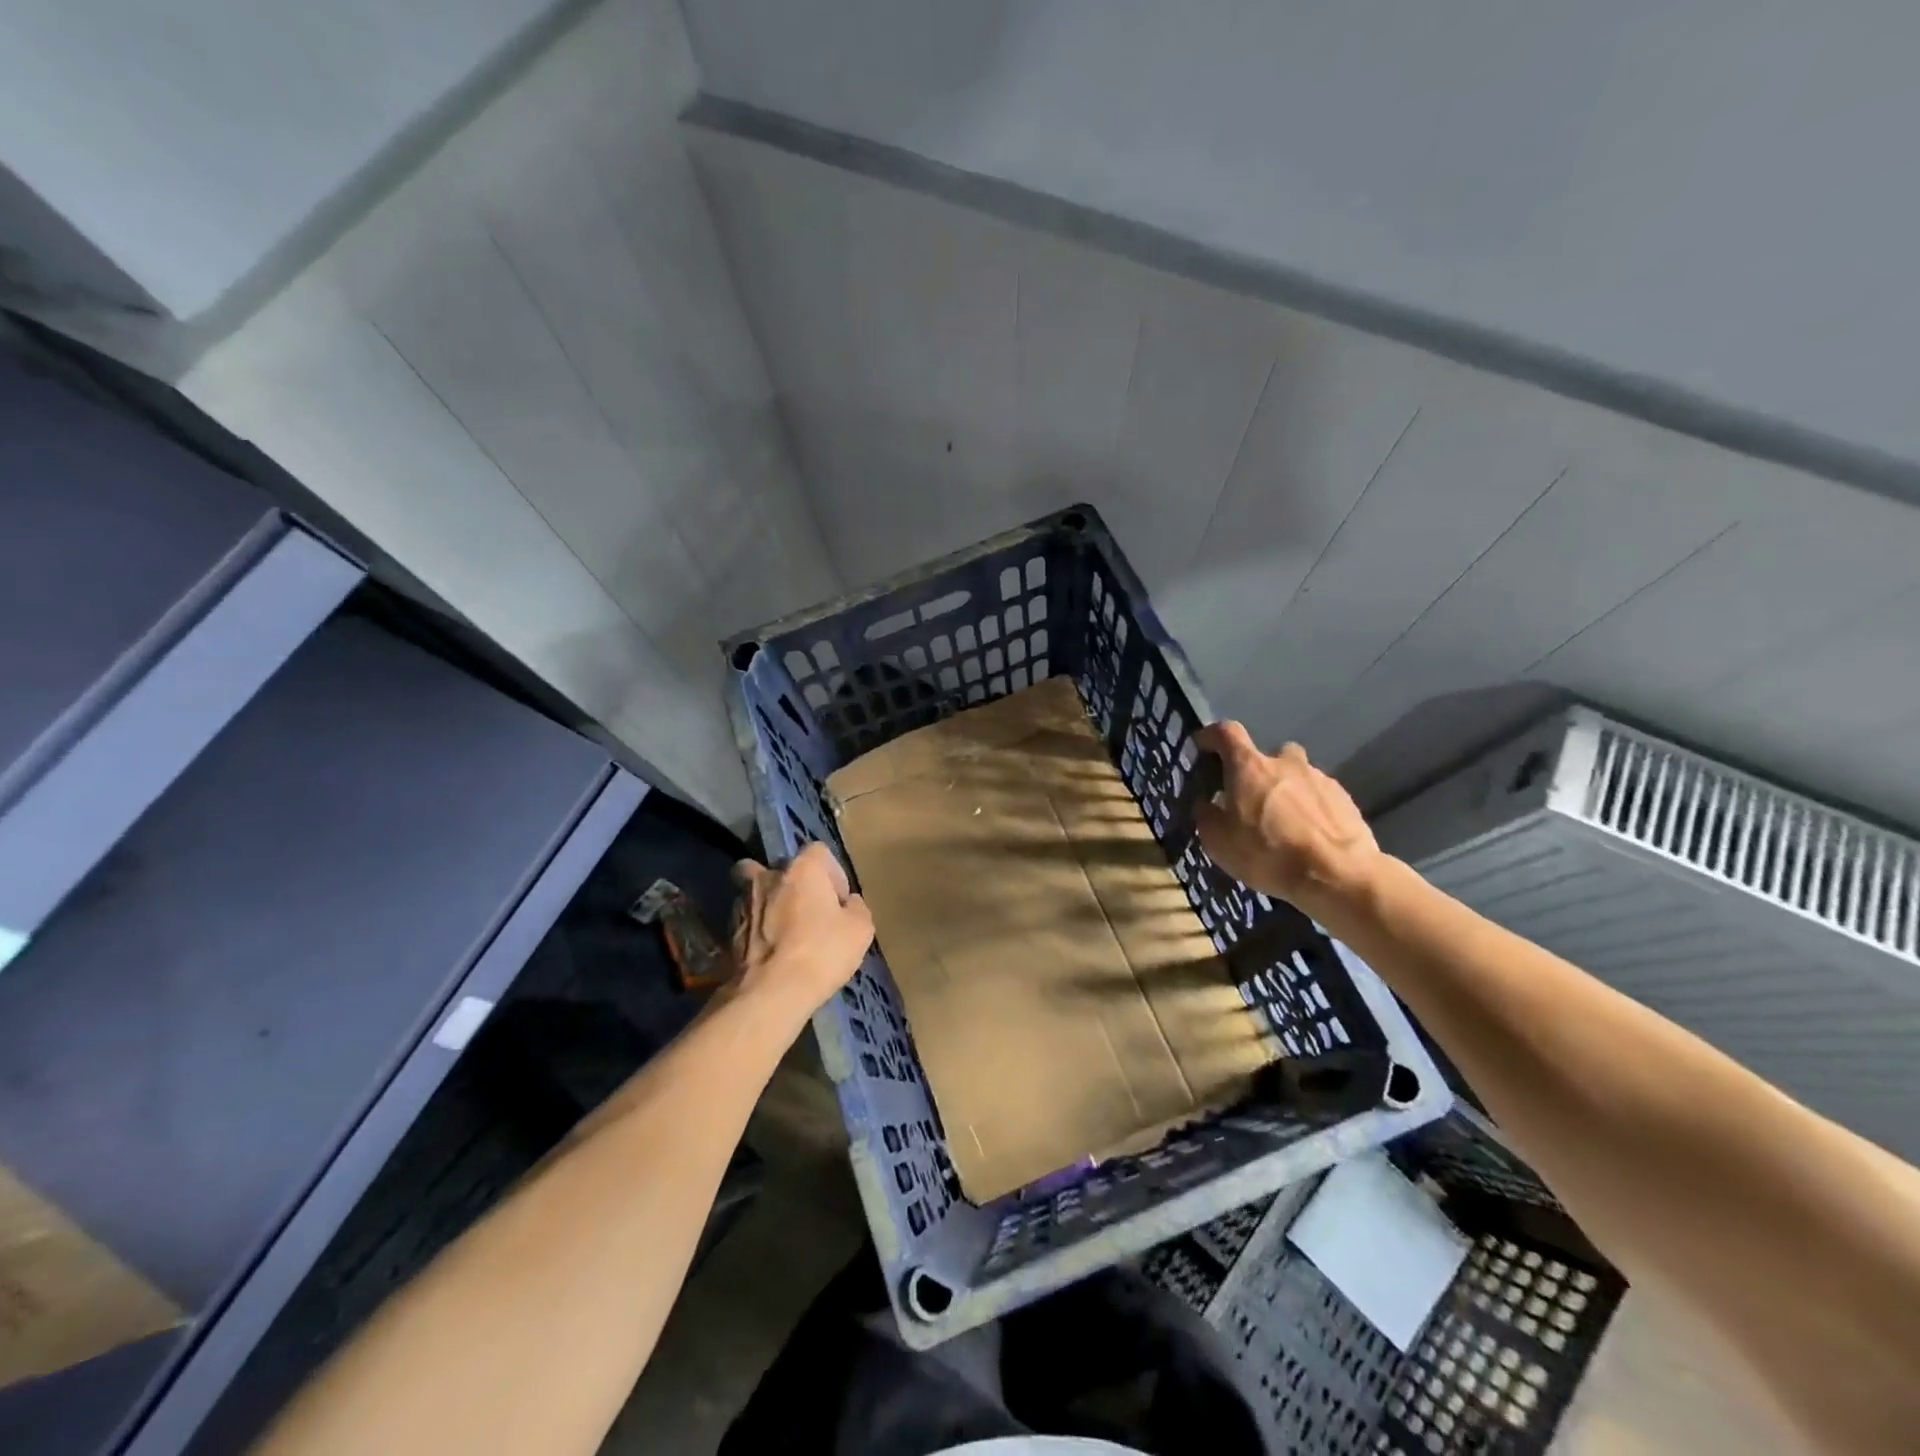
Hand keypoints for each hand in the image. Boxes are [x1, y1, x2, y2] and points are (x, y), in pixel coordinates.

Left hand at [729, 842, 873, 1021]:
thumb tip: (848, 903)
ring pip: (756, 892)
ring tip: (783, 933)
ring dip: (769, 905)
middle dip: (793, 884)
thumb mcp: (860, 930)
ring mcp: (742, 902)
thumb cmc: (821, 952)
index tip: (837, 902)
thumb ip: (856, 907)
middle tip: (807, 913)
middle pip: (781, 868)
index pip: (819, 852)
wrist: (770, 993)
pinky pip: (746, 920)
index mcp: (802, 868)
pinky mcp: (727, 931)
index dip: (832, 874)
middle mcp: (768, 876)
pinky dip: (756, 929)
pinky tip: (769, 952)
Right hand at [1192, 721, 1383, 919]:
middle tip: (1251, 800)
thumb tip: (1206, 803)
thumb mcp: (1218, 843)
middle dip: (1257, 772)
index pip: (1226, 732)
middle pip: (1266, 755)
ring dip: (1286, 791)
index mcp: (1249, 767)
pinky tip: (1309, 836)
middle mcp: (1285, 762)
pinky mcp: (1344, 798)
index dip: (1212, 736)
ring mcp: (1319, 778)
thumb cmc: (1268, 854)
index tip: (1204, 747)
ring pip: (1295, 776)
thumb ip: (1207, 815)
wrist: (1338, 875)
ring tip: (1284, 824)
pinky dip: (1309, 808)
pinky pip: (1318, 795)